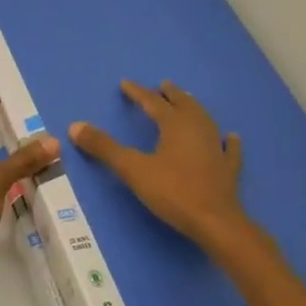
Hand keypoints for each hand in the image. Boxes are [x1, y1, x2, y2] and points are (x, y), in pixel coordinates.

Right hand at [70, 80, 252, 250]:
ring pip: (205, 120)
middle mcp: (198, 129)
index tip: (126, 84)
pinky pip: (229, 148)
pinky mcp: (229, 169)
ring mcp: (217, 148)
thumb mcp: (132, 168)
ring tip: (187, 103)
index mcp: (175, 125)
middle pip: (183, 105)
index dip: (138, 92)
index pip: (153, 102)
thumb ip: (104, 147)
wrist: (215, 222)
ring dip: (194, 109)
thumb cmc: (172, 191)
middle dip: (171, 95)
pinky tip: (230, 137)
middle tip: (163, 86)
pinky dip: (228, 141)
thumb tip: (75, 126)